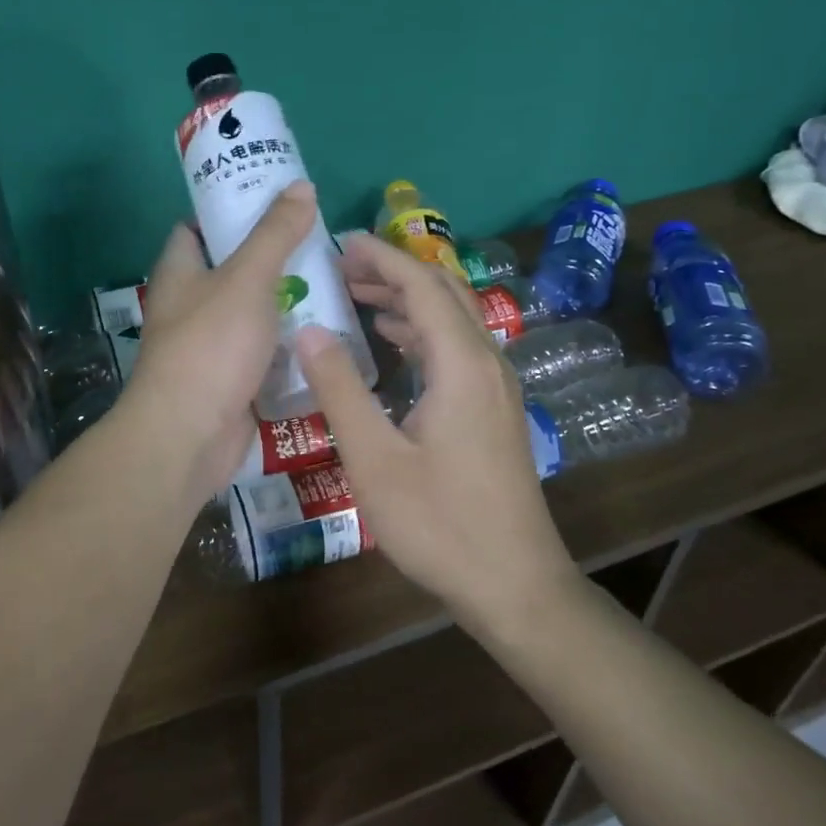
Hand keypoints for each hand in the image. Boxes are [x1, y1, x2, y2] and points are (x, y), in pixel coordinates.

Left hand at [121, 182, 320, 501]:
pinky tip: (329, 333)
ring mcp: (213, 346)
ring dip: (289, 303)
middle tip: (321, 244)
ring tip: (337, 283)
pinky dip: (292, 345)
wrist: (190, 435)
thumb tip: (302, 186)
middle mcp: (191, 305)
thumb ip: (275, 234)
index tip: (273, 199)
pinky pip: (267, 354)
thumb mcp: (247, 278)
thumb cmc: (211, 346)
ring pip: (255, 314)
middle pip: (234, 270)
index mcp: (180, 272)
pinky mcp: (234, 380)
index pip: (197, 227)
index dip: (230, 209)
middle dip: (275, 258)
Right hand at [295, 234, 576, 626]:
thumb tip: (309, 330)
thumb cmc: (439, 523)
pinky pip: (457, 347)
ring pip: (452, 319)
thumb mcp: (374, 458)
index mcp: (461, 364)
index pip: (422, 285)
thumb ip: (340, 389)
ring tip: (357, 297)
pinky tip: (392, 344)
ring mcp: (496, 386)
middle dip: (393, 272)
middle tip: (341, 268)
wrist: (515, 583)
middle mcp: (486, 362)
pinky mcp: (495, 408)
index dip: (381, 257)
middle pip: (442, 293)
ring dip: (407, 301)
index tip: (340, 242)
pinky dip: (422, 331)